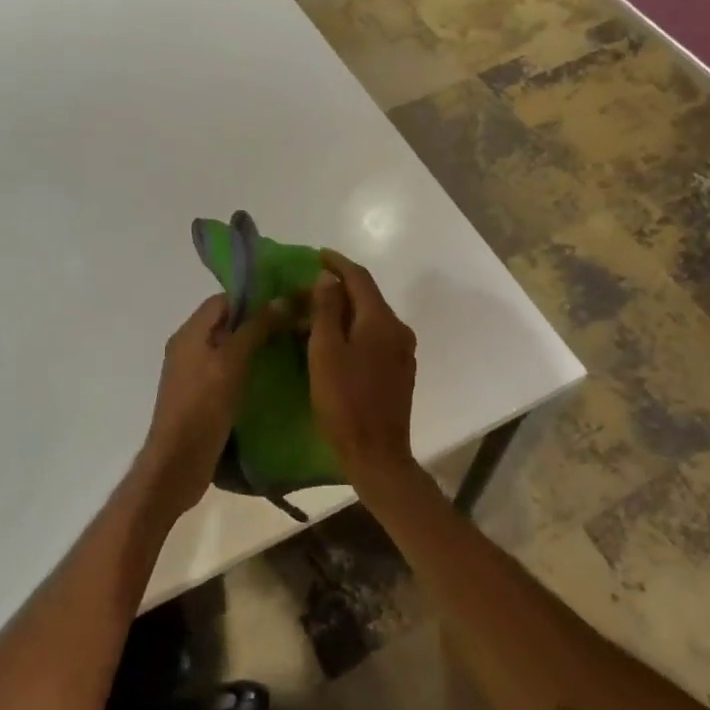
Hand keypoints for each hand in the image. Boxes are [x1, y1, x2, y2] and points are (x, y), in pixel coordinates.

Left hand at [137, 294, 280, 521]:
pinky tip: (272, 377)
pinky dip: (248, 369)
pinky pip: (227, 372)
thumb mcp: (232, 361)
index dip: (252, 297)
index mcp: (189, 333)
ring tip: (290, 347)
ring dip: (255, 346)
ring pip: (228, 349)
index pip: (222, 300)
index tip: (285, 300)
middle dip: (257, 321)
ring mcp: (193, 374)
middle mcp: (188, 348)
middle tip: (294, 324)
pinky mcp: (201, 397)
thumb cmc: (203, 405)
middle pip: (225, 323)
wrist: (178, 462)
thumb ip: (255, 328)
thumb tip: (282, 299)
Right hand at [308, 251, 418, 493]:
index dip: (337, 263)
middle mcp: (398, 329)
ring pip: (371, 319)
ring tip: (314, 316)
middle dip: (337, 289)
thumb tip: (328, 278)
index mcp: (381, 320)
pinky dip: (354, 331)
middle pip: (367, 297)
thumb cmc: (344, 401)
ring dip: (344, 312)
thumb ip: (326, 310)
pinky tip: (335, 342)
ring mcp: (403, 352)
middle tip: (306, 290)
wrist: (376, 454)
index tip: (316, 255)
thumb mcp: (325, 351)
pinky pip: (375, 338)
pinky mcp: (400, 371)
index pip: (359, 277)